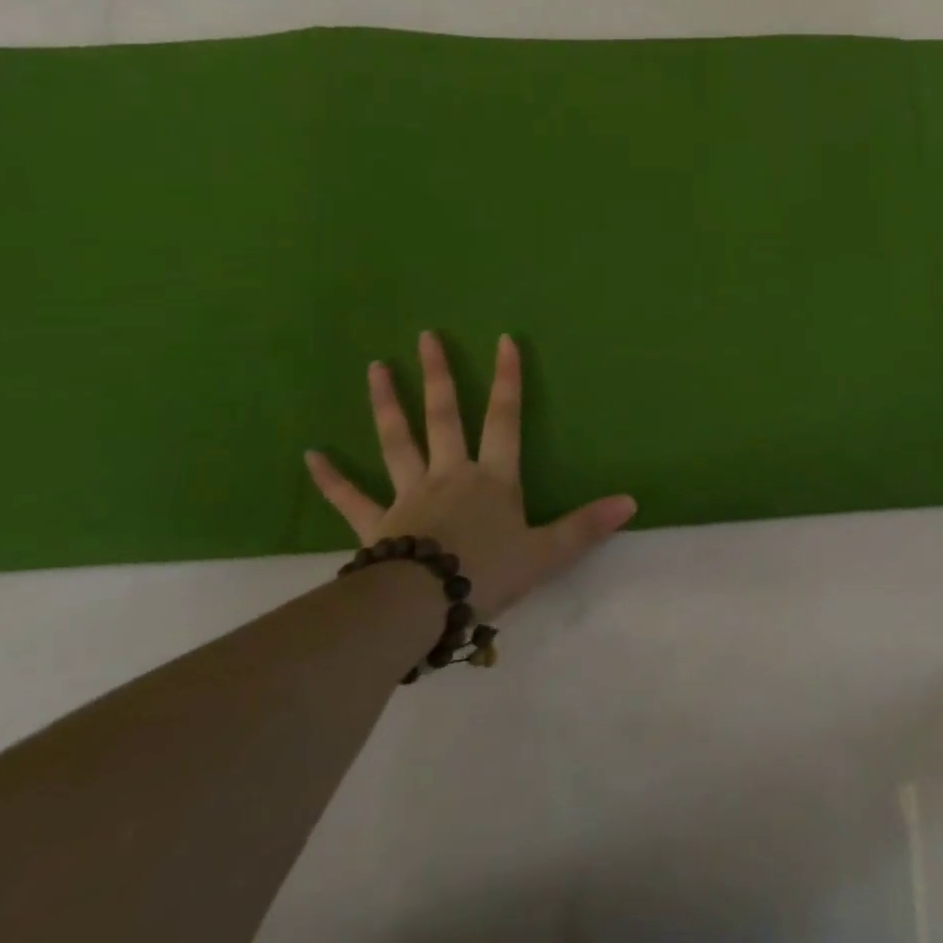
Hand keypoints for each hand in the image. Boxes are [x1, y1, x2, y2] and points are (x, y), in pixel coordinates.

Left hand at [304, 331, 636, 617]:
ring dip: (386, 404)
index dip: (507, 379)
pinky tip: (310, 455)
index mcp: (492, 478)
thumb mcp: (546, 553)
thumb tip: (632, 502)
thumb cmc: (486, 574)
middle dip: (438, 374)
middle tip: (426, 336)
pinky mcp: (376, 524)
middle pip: (443, 416)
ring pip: (396, 441)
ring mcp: (408, 495)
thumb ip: (586, 526)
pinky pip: (351, 498)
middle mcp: (450, 474)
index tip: (503, 340)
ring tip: (375, 368)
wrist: (419, 607)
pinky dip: (331, 478)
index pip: (504, 418)